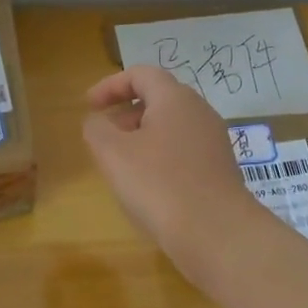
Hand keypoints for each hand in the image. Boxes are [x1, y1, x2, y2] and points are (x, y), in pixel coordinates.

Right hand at [81, 65, 272, 279]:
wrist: (216, 233)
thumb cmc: (159, 184)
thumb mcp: (112, 153)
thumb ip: (96, 129)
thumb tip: (98, 121)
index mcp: (175, 99)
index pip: (141, 74)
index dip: (110, 85)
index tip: (88, 105)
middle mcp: (200, 113)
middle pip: (159, 99)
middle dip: (126, 112)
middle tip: (103, 134)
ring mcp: (214, 142)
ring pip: (171, 127)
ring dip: (142, 137)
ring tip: (121, 163)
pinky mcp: (219, 170)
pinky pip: (183, 152)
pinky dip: (160, 157)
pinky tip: (148, 186)